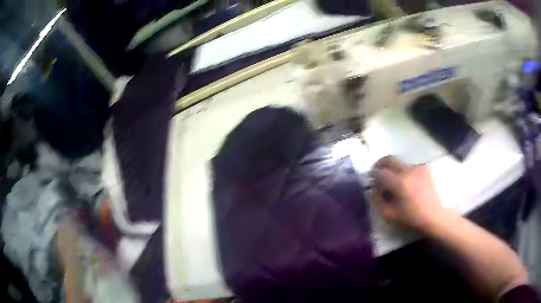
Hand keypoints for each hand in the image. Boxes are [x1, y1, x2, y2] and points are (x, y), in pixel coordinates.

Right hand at [370, 156, 444, 231]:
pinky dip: (405, 171)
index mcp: (399, 183)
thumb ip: (377, 199)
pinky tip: (408, 182)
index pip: (379, 172)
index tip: (371, 179)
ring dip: (393, 168)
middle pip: (389, 159)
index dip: (372, 174)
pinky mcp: (425, 168)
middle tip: (377, 171)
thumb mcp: (389, 215)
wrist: (435, 216)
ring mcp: (418, 167)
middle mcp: (408, 170)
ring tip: (394, 180)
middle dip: (380, 164)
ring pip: (400, 162)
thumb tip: (373, 187)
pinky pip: (410, 166)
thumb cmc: (411, 218)